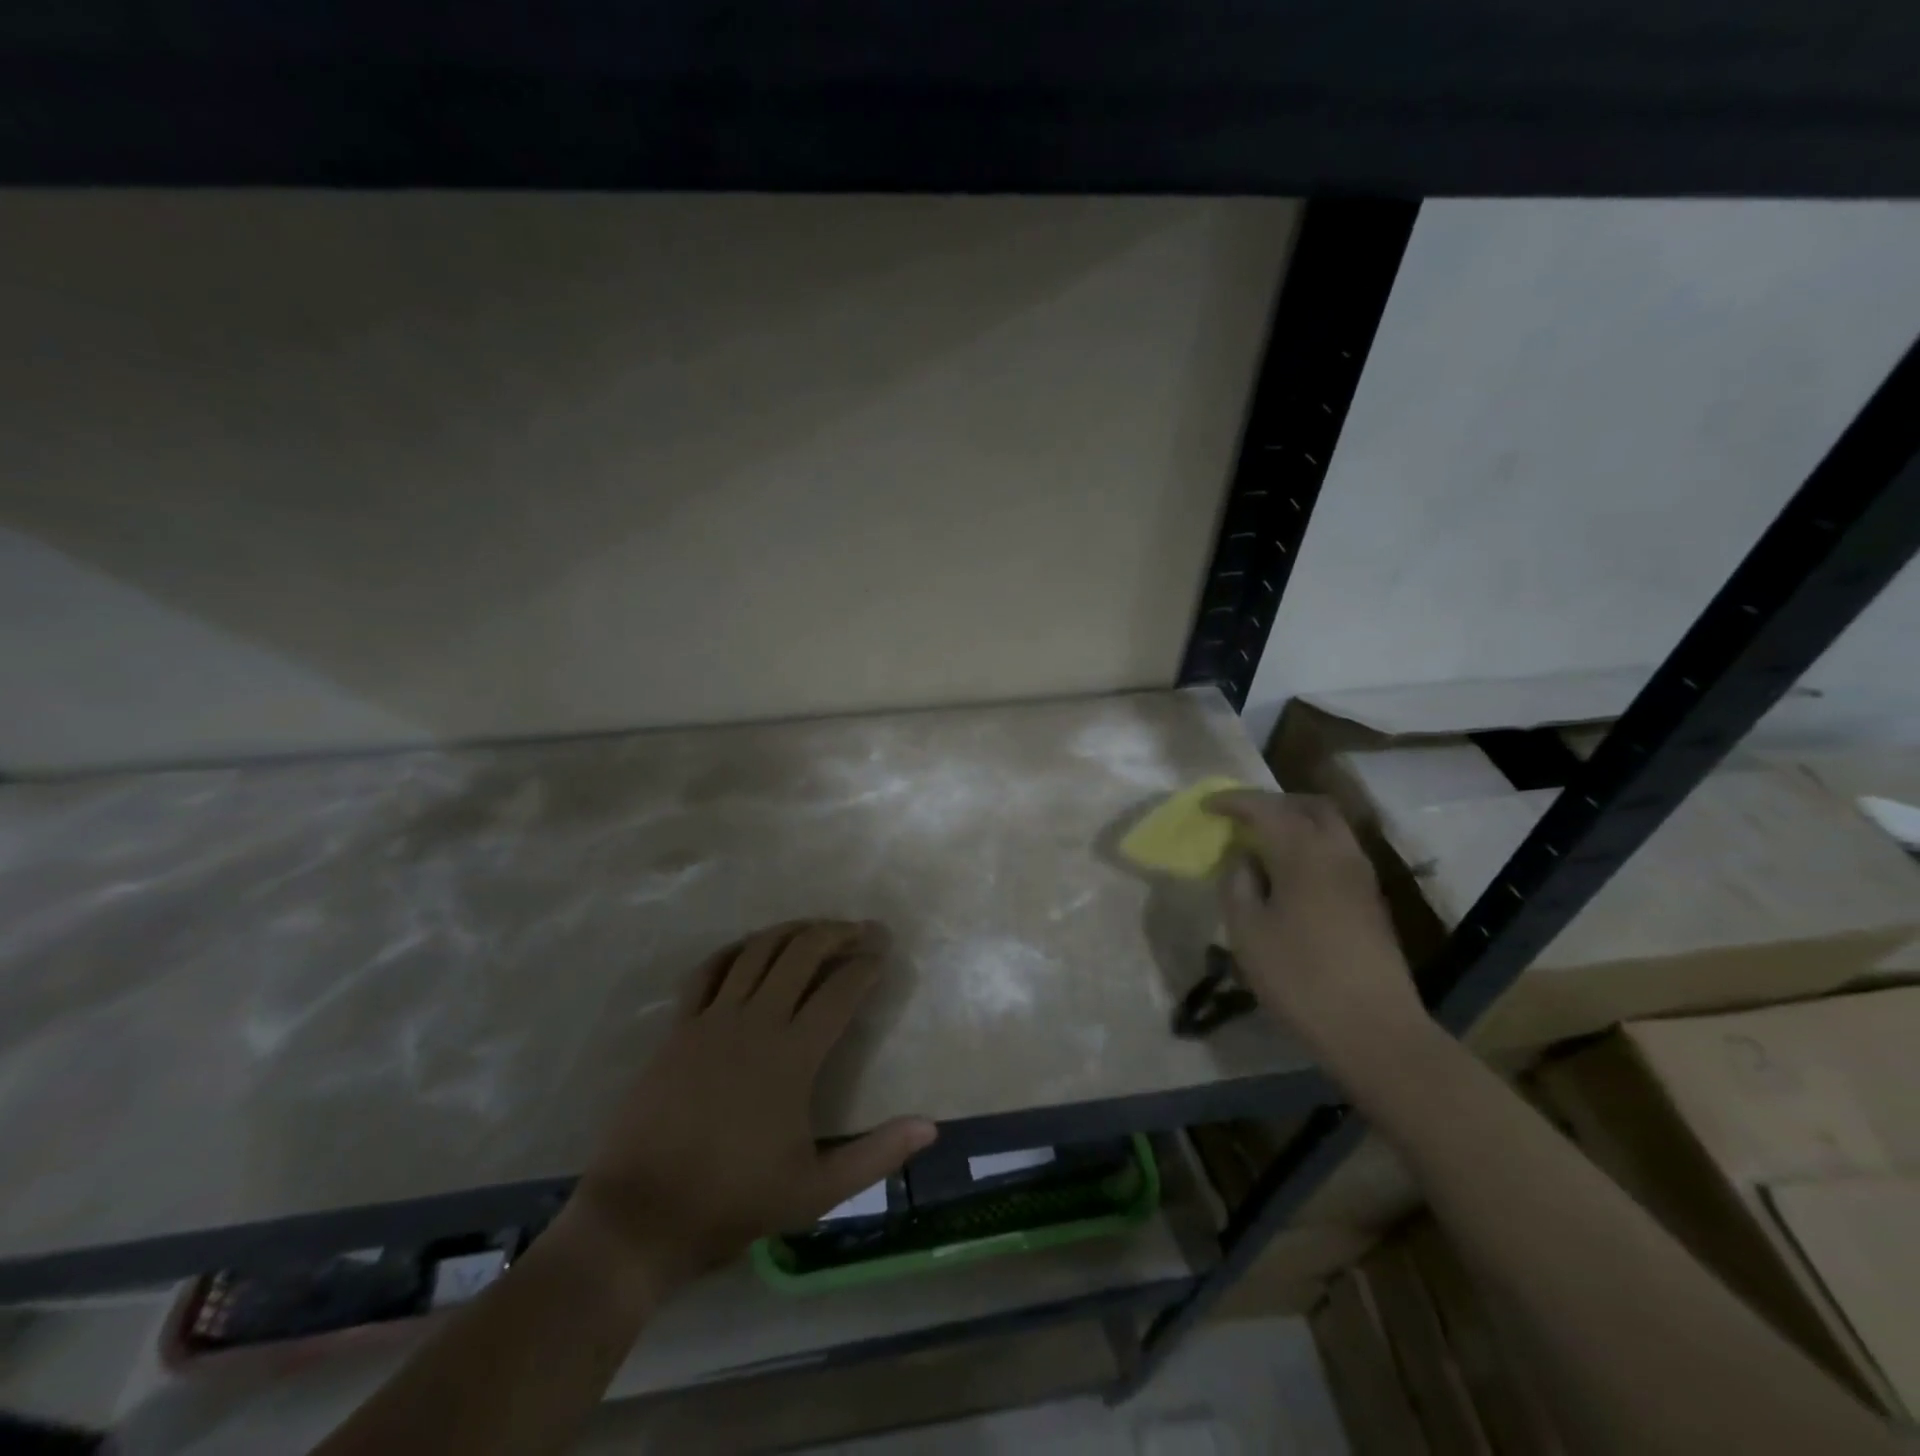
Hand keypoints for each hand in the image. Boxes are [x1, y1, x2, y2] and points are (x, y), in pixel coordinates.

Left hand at [567, 921, 936, 1288]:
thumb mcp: (816, 1191)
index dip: (866, 965)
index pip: (840, 991)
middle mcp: (755, 1022)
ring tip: (815, 928)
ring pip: (757, 951)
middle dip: (836, 933)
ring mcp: (712, 1020)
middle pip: (801, 954)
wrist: (641, 1217)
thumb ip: (877, 1156)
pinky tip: (749, 948)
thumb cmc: (734, 1201)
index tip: (883, 952)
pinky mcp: (679, 1028)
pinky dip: (734, 950)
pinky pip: (708, 971)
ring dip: (791, 931)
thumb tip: (931, 1128)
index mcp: (793, 1056)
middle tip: (860, 929)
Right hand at [1207, 792, 1430, 1077]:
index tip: (1206, 806)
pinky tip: (1290, 875)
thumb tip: (1243, 860)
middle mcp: (1338, 853)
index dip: (1233, 801)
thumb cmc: (1300, 979)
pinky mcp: (1371, 901)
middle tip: (1241, 817)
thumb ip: (1238, 885)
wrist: (1375, 1031)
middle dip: (1272, 803)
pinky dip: (1310, 846)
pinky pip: (1338, 852)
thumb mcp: (1248, 933)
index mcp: (1304, 853)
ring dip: (1295, 823)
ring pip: (1329, 827)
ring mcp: (1361, 877)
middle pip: (1309, 805)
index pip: (1265, 808)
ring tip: (1262, 845)